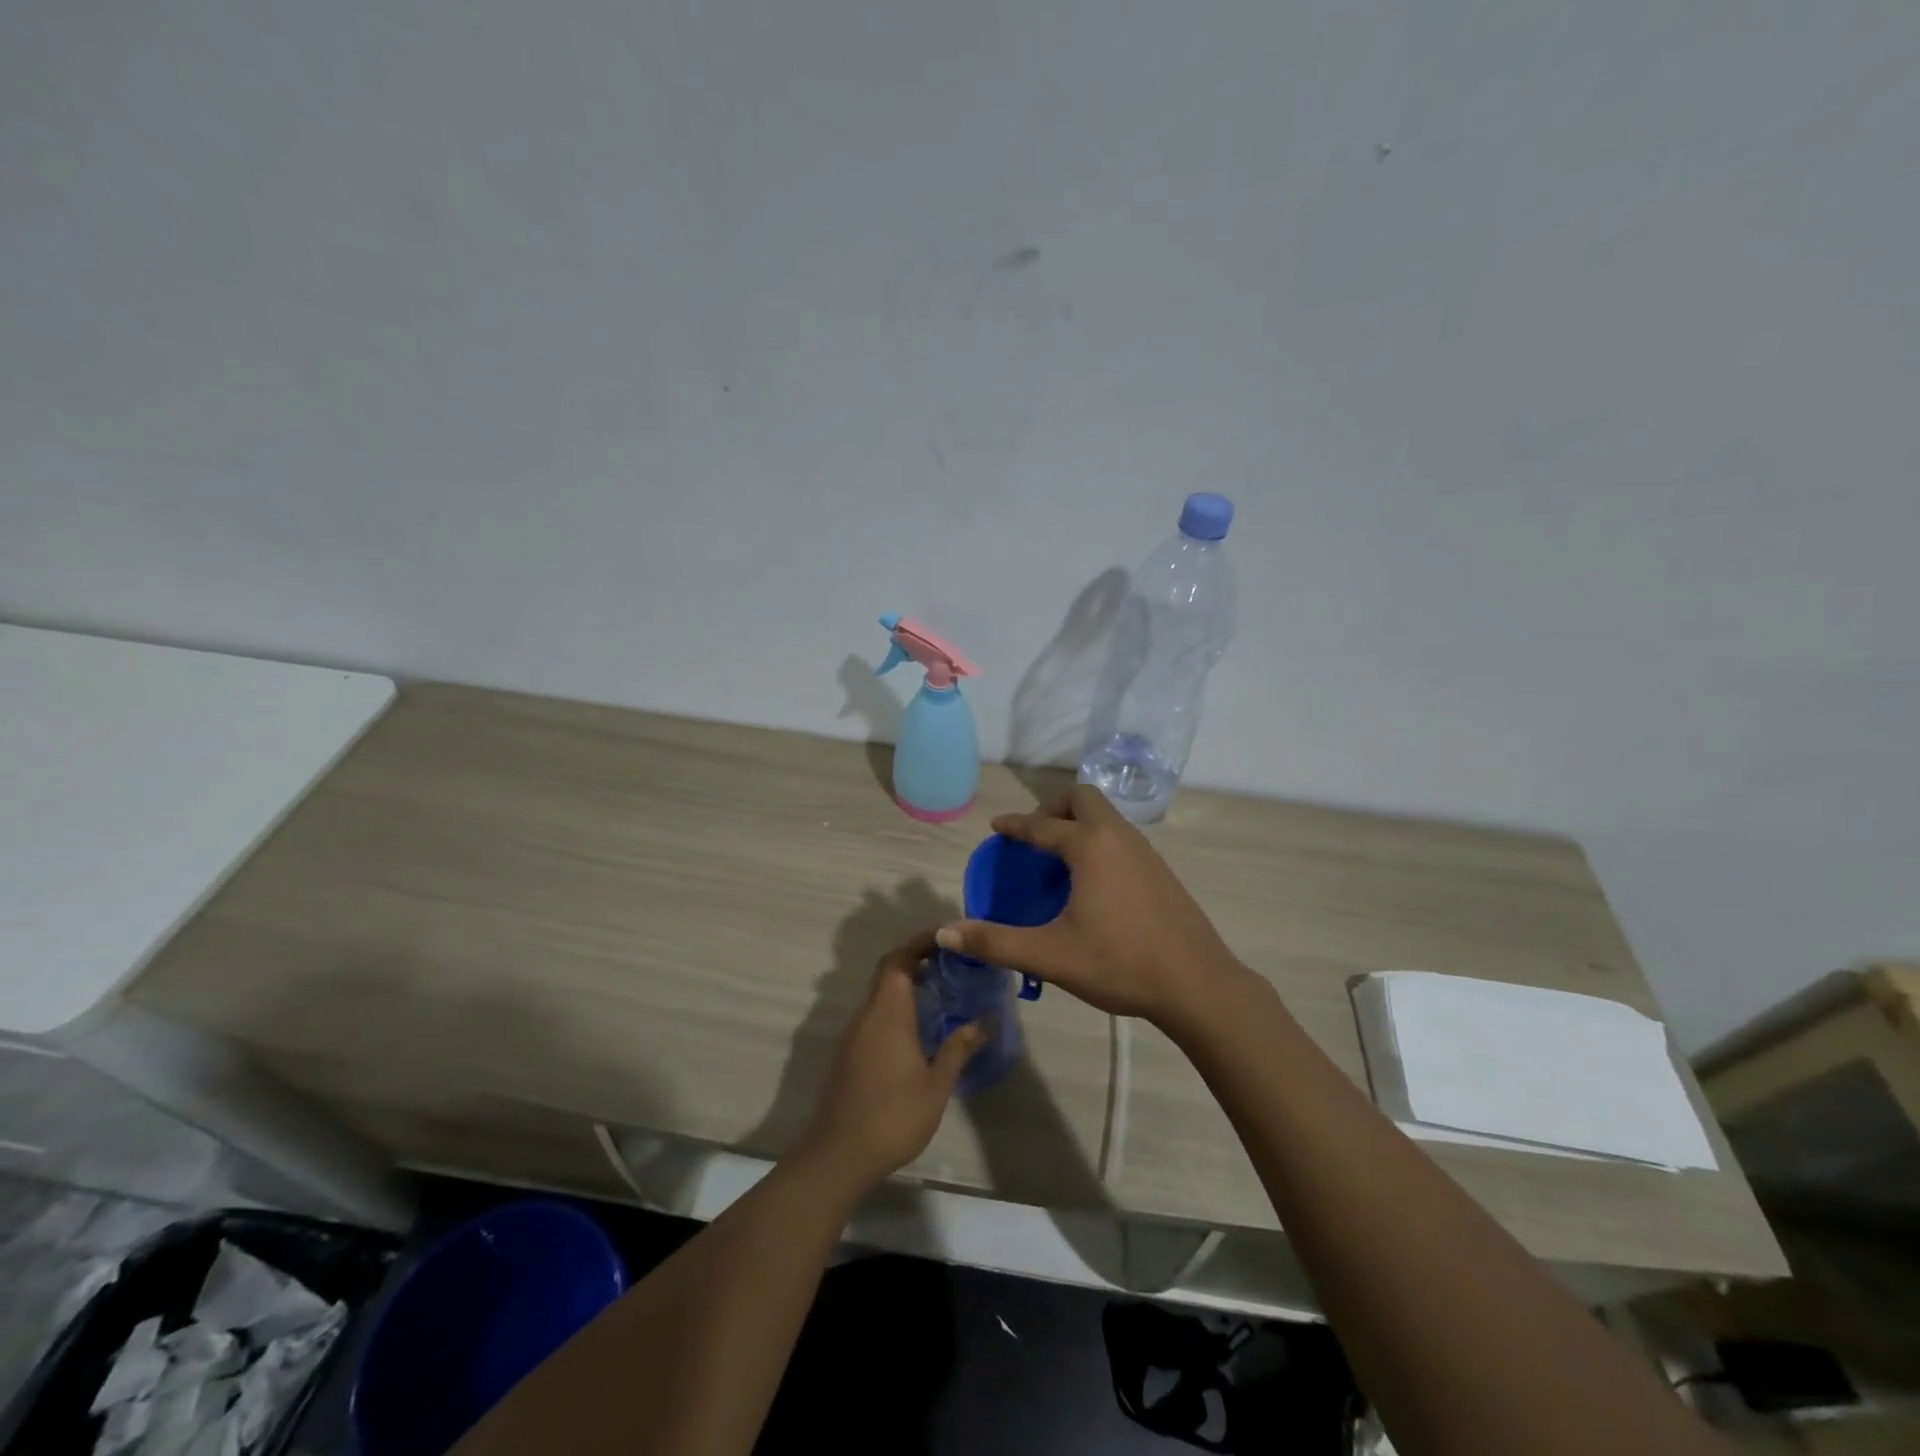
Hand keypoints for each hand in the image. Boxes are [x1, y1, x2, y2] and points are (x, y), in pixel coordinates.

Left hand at [799, 930, 985, 1189]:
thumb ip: (959, 1047)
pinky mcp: (849, 1052)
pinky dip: (895, 1004)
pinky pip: (874, 1013)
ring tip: (939, 987)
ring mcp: (854, 1033)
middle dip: (914, 957)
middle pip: (887, 971)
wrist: (839, 1155)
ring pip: (879, 992)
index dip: (919, 942)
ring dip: (904, 982)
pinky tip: (917, 1025)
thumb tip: (986, 1021)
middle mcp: (866, 1014)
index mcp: (887, 1012)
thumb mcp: (936, 1084)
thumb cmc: (893, 1115)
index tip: (945, 938)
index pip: (898, 959)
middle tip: (949, 960)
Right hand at [934, 784, 1243, 1023]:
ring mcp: (1146, 851)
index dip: (1015, 825)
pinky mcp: (1162, 871)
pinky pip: (1122, 838)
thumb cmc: (1119, 963)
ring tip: (1060, 860)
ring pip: (1107, 816)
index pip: (1041, 825)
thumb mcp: (1050, 955)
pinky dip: (1099, 842)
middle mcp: (1118, 836)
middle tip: (1036, 838)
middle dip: (1054, 809)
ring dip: (1079, 824)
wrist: (1197, 984)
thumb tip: (945, 933)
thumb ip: (995, 942)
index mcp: (1089, 846)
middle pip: (1083, 799)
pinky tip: (1094, 883)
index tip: (997, 826)